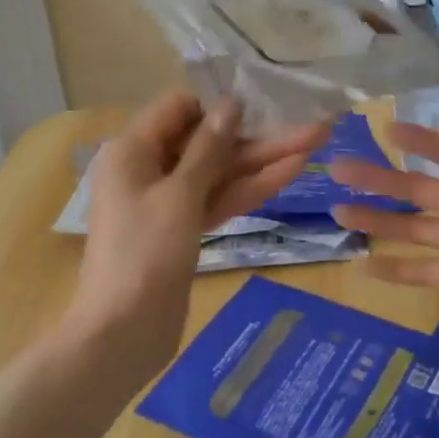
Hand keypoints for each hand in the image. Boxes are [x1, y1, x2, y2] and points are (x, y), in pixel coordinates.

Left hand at [74, 91, 327, 366]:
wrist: (123, 335)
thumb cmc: (145, 253)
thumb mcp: (180, 194)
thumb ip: (209, 147)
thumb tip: (231, 103)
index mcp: (133, 150)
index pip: (179, 108)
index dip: (218, 104)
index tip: (261, 103)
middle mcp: (149, 168)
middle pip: (207, 141)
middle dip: (257, 135)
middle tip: (309, 125)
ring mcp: (169, 201)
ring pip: (220, 171)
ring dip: (263, 160)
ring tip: (316, 143)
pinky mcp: (184, 228)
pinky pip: (218, 198)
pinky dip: (250, 188)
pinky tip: (291, 172)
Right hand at [328, 92, 438, 350]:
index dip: (416, 137)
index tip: (383, 126)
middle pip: (417, 187)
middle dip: (379, 177)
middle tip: (338, 167)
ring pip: (413, 228)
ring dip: (378, 221)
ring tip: (339, 213)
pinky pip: (425, 273)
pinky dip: (396, 271)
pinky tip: (363, 268)